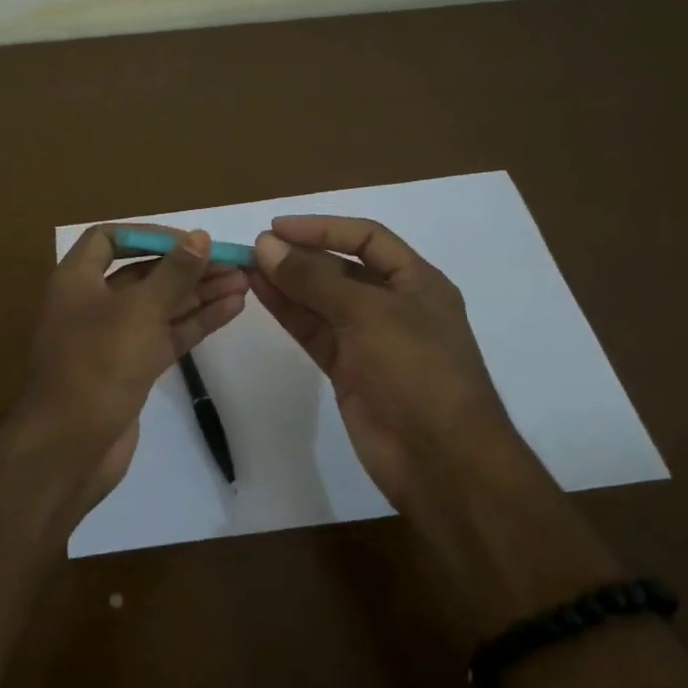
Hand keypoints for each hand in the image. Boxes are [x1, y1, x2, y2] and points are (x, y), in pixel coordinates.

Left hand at [19, 225, 248, 513]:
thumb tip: (200, 236)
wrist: (70, 447)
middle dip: (187, 267)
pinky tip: (232, 309)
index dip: (151, 234)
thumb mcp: (139, 310)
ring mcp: (112, 339)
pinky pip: (165, 336)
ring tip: (245, 282)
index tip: (192, 241)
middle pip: (143, 273)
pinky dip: (196, 322)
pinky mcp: (131, 368)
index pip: (110, 239)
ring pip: (160, 306)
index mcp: (77, 280)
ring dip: (199, 293)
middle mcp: (92, 303)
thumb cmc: (98, 365)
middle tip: (234, 263)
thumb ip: (174, 273)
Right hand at [249, 216, 531, 522]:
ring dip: (287, 283)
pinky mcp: (348, 369)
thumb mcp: (368, 314)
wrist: (440, 459)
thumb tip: (265, 246)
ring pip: (321, 301)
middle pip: (341, 269)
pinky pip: (314, 331)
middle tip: (254, 250)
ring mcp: (369, 340)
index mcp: (417, 282)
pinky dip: (288, 313)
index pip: (366, 238)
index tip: (277, 228)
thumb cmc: (417, 372)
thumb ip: (314, 280)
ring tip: (247, 266)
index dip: (322, 228)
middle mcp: (393, 305)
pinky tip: (260, 294)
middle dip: (300, 257)